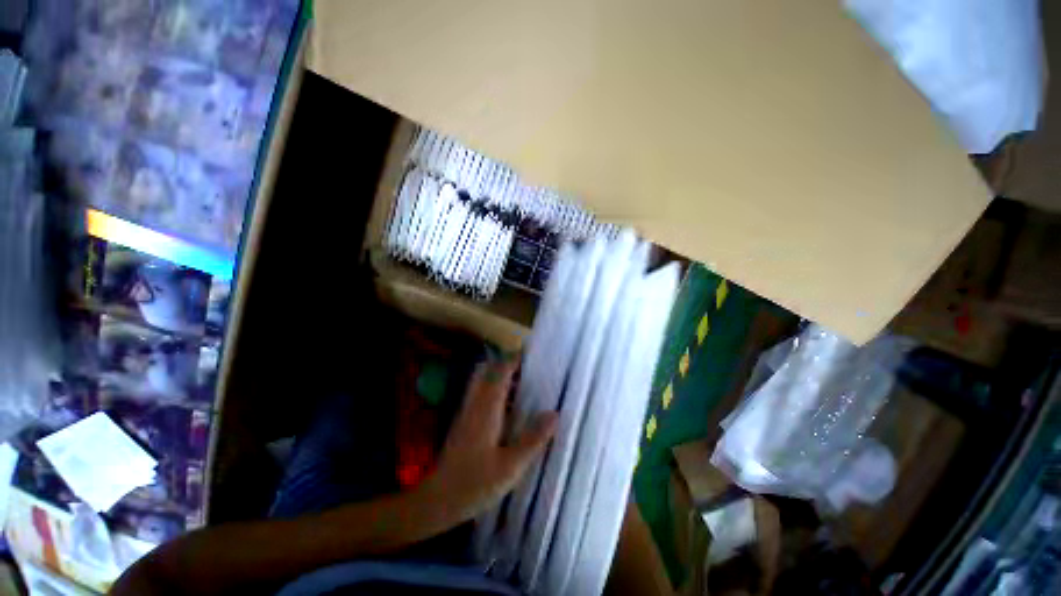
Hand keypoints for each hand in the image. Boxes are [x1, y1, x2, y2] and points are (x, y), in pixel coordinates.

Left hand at [423, 358, 557, 525]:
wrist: (437, 501)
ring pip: (483, 380)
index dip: (515, 359)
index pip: (500, 370)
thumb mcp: (511, 466)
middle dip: (508, 364)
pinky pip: (481, 393)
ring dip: (502, 376)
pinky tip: (510, 408)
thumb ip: (533, 439)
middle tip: (530, 370)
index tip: (534, 356)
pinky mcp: (464, 419)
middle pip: (488, 369)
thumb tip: (554, 413)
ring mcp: (467, 410)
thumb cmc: (475, 484)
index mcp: (487, 407)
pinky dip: (495, 390)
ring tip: (525, 386)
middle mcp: (475, 402)